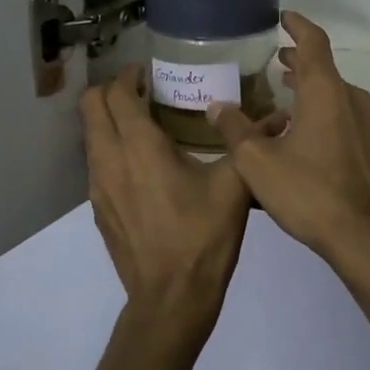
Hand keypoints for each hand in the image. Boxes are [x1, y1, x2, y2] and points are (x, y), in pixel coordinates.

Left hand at [83, 64, 251, 326]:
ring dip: (109, 120)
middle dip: (111, 91)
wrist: (171, 298)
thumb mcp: (235, 186)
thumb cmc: (203, 237)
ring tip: (144, 124)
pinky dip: (110, 148)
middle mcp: (109, 160)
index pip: (118, 95)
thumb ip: (249, 145)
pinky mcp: (99, 210)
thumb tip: (279, 118)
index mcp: (139, 147)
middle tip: (143, 91)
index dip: (129, 76)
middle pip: (91, 107)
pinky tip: (142, 165)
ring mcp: (98, 188)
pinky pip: (96, 163)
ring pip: (90, 136)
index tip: (148, 72)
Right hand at [210, 12, 369, 266]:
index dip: (297, 25)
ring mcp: (367, 123)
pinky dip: (323, 108)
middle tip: (274, 59)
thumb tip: (216, 105)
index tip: (283, 17)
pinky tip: (305, 129)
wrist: (362, 235)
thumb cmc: (308, 192)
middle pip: (324, 68)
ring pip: (335, 92)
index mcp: (325, 92)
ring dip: (310, 86)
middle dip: (298, 59)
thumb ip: (234, 129)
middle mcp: (351, 99)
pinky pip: (345, 114)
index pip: (313, 43)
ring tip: (284, 89)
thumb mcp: (257, 162)